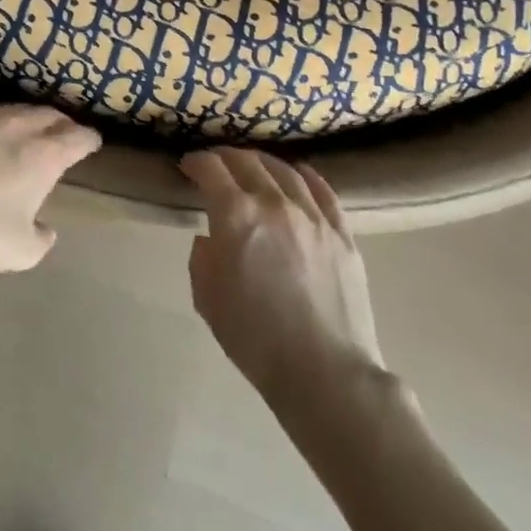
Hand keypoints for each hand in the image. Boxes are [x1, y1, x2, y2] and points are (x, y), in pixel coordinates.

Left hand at [0, 105, 100, 273]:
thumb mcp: (20, 251)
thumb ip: (41, 239)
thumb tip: (45, 228)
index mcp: (44, 155)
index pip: (77, 138)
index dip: (89, 140)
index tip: (93, 143)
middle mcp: (20, 128)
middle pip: (50, 116)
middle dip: (63, 124)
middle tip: (67, 134)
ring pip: (20, 110)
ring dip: (34, 119)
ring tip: (34, 131)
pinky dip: (5, 122)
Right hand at [181, 148, 385, 403]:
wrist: (325, 373)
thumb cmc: (255, 338)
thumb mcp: (207, 297)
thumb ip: (202, 257)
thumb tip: (211, 238)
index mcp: (235, 214)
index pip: (210, 168)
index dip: (195, 162)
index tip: (187, 167)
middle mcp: (273, 202)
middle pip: (245, 161)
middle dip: (224, 157)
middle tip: (215, 165)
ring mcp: (312, 215)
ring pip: (284, 170)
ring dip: (262, 162)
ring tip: (253, 166)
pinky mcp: (342, 233)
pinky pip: (322, 190)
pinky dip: (305, 175)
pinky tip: (297, 174)